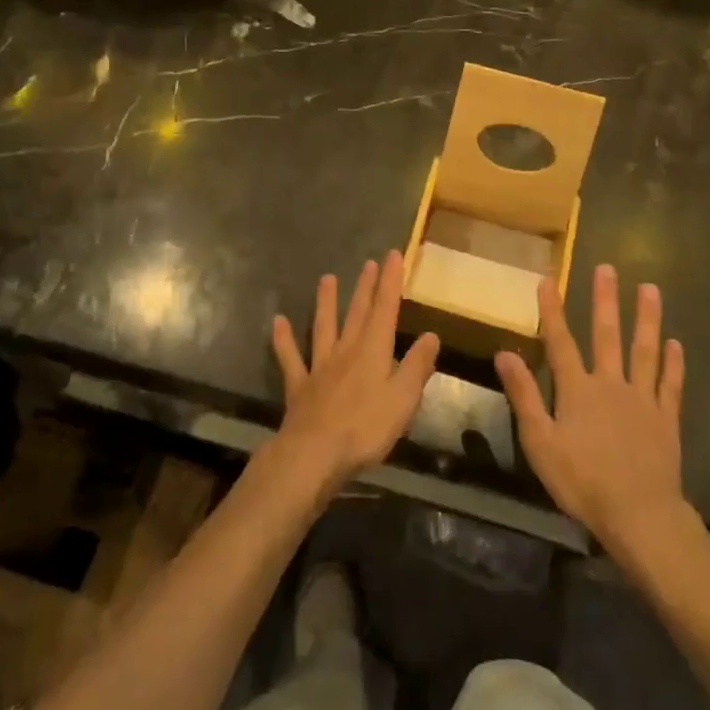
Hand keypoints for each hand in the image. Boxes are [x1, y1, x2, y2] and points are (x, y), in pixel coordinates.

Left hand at [270, 251, 439, 502]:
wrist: (314, 454)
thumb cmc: (365, 428)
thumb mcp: (403, 399)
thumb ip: (417, 366)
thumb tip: (431, 336)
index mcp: (373, 351)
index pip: (385, 309)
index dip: (390, 282)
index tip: (393, 255)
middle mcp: (346, 351)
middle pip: (357, 313)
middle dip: (365, 287)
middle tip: (368, 263)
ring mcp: (320, 366)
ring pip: (323, 327)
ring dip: (326, 303)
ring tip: (326, 278)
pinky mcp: (299, 386)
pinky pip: (291, 358)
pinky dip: (284, 340)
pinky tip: (278, 322)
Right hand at [496, 266, 687, 560]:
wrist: (639, 516)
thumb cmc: (583, 482)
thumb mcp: (540, 442)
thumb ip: (525, 395)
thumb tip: (505, 353)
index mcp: (578, 390)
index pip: (560, 342)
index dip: (552, 310)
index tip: (548, 279)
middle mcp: (611, 384)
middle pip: (607, 335)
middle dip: (605, 300)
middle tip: (608, 268)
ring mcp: (642, 400)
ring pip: (644, 351)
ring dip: (646, 319)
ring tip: (650, 289)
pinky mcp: (666, 419)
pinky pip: (670, 385)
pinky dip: (673, 364)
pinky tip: (676, 343)